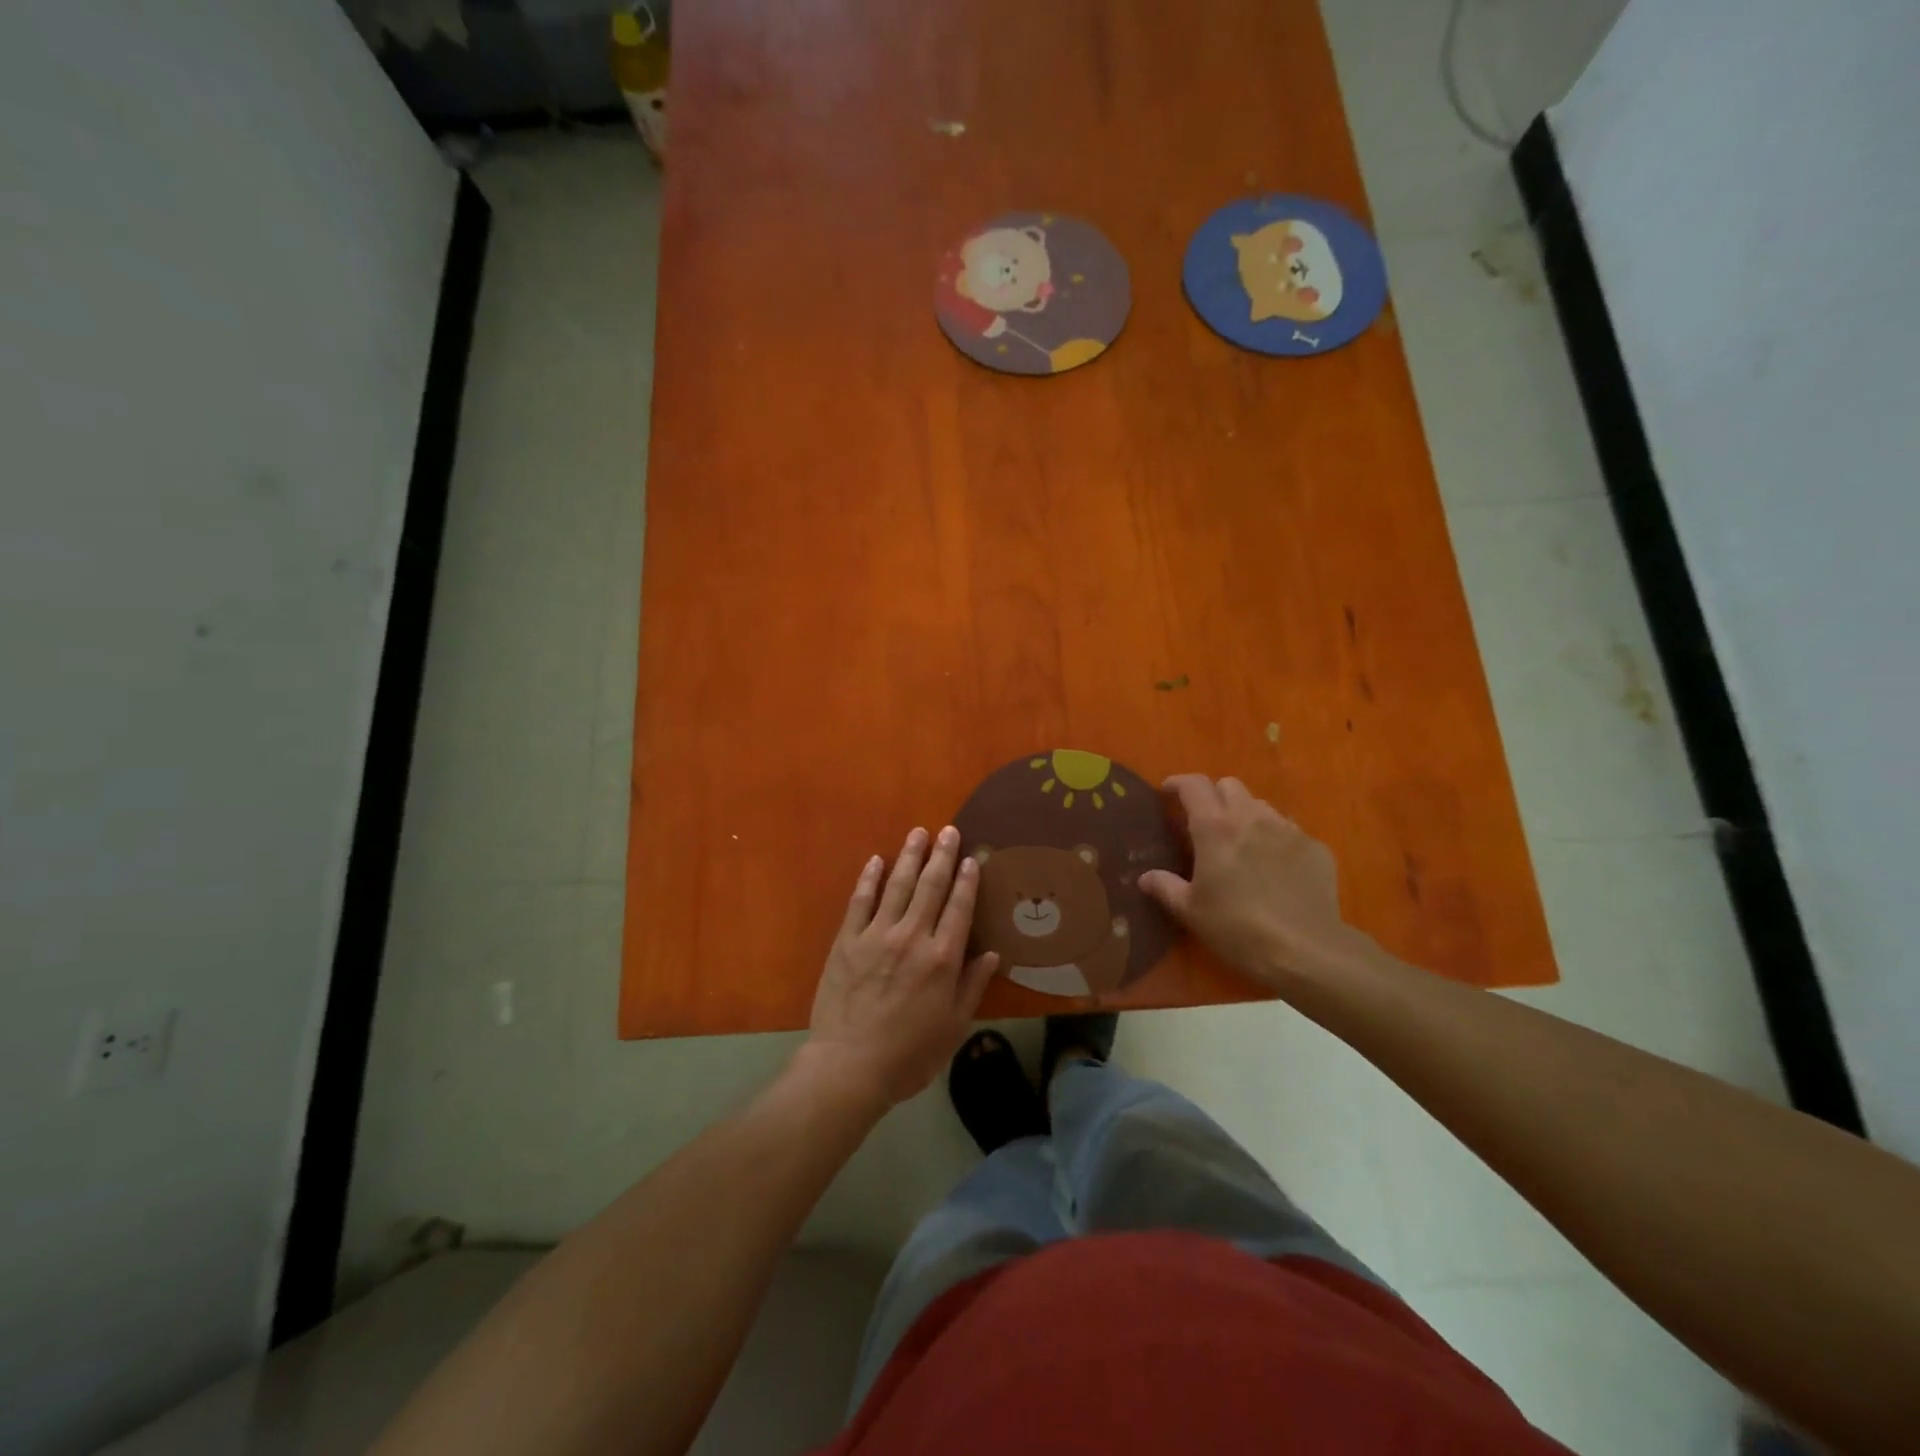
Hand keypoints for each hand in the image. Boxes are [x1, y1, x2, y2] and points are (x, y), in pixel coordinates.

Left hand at [805, 826, 999, 1105]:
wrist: (849, 1066)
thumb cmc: (909, 1053)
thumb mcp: (953, 1027)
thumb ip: (972, 987)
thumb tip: (991, 953)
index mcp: (942, 959)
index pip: (959, 908)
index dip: (966, 881)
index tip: (971, 858)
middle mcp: (912, 937)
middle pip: (930, 887)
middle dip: (941, 856)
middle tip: (948, 830)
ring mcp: (876, 935)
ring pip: (897, 886)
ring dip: (909, 857)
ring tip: (918, 833)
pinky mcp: (847, 941)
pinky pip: (860, 901)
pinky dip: (869, 879)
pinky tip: (876, 861)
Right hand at [1138, 775, 1369, 987]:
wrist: (1305, 950)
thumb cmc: (1237, 928)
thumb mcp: (1191, 911)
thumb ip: (1165, 887)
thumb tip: (1145, 877)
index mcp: (1215, 828)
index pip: (1194, 785)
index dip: (1178, 783)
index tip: (1168, 793)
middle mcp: (1251, 817)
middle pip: (1229, 785)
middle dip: (1214, 796)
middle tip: (1206, 823)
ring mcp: (1288, 829)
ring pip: (1260, 805)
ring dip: (1245, 815)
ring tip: (1242, 844)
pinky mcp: (1315, 847)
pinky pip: (1290, 830)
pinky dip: (1276, 839)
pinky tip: (1275, 868)